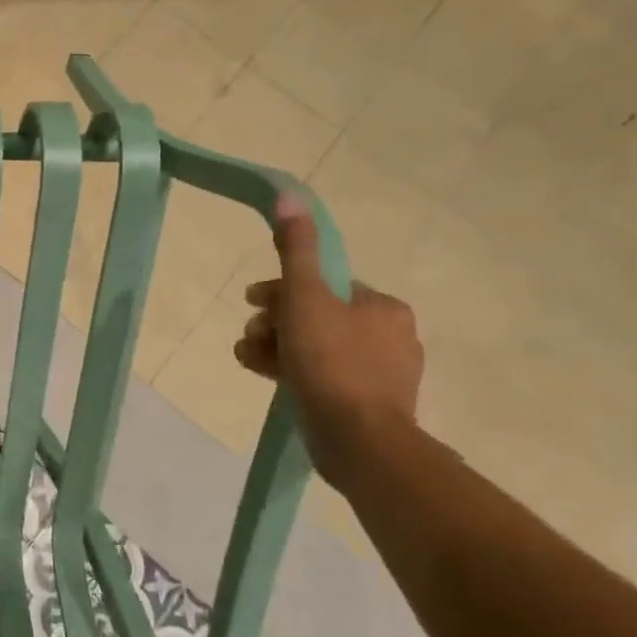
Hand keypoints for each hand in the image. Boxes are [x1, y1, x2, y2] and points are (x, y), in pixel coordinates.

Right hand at [235, 192, 423, 487]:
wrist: (360, 441)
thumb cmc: (331, 363)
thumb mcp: (305, 297)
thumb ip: (295, 250)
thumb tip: (289, 196)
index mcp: (381, 305)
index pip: (322, 284)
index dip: (280, 290)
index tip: (251, 302)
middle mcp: (388, 333)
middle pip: (315, 315)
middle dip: (273, 322)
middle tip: (249, 337)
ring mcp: (380, 372)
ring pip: (315, 346)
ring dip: (275, 346)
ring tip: (248, 358)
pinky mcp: (366, 403)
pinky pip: (322, 375)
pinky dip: (291, 371)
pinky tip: (264, 376)